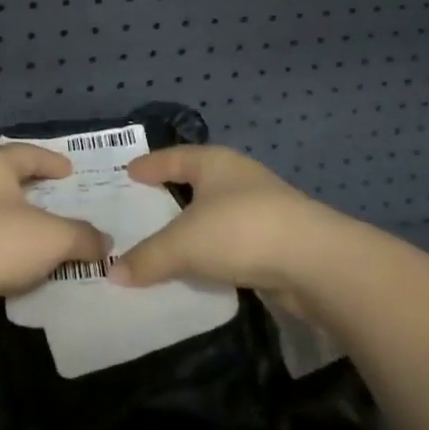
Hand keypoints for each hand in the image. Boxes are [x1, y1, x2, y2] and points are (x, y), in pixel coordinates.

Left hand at [0, 145, 109, 305]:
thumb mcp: (53, 239)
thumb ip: (82, 237)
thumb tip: (104, 242)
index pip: (29, 153)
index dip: (52, 162)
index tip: (69, 172)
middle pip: (3, 171)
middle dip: (26, 182)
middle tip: (48, 192)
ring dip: (6, 208)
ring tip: (26, 223)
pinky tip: (1, 248)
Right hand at [109, 146, 334, 292]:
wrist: (316, 262)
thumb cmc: (240, 231)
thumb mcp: (183, 244)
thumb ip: (147, 258)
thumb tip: (112, 272)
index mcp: (214, 163)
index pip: (174, 157)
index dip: (151, 164)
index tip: (130, 171)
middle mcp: (239, 178)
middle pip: (197, 181)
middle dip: (172, 192)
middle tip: (143, 205)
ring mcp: (263, 208)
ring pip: (217, 213)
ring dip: (196, 226)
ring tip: (168, 241)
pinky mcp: (278, 240)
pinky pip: (233, 241)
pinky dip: (215, 250)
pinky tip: (202, 266)